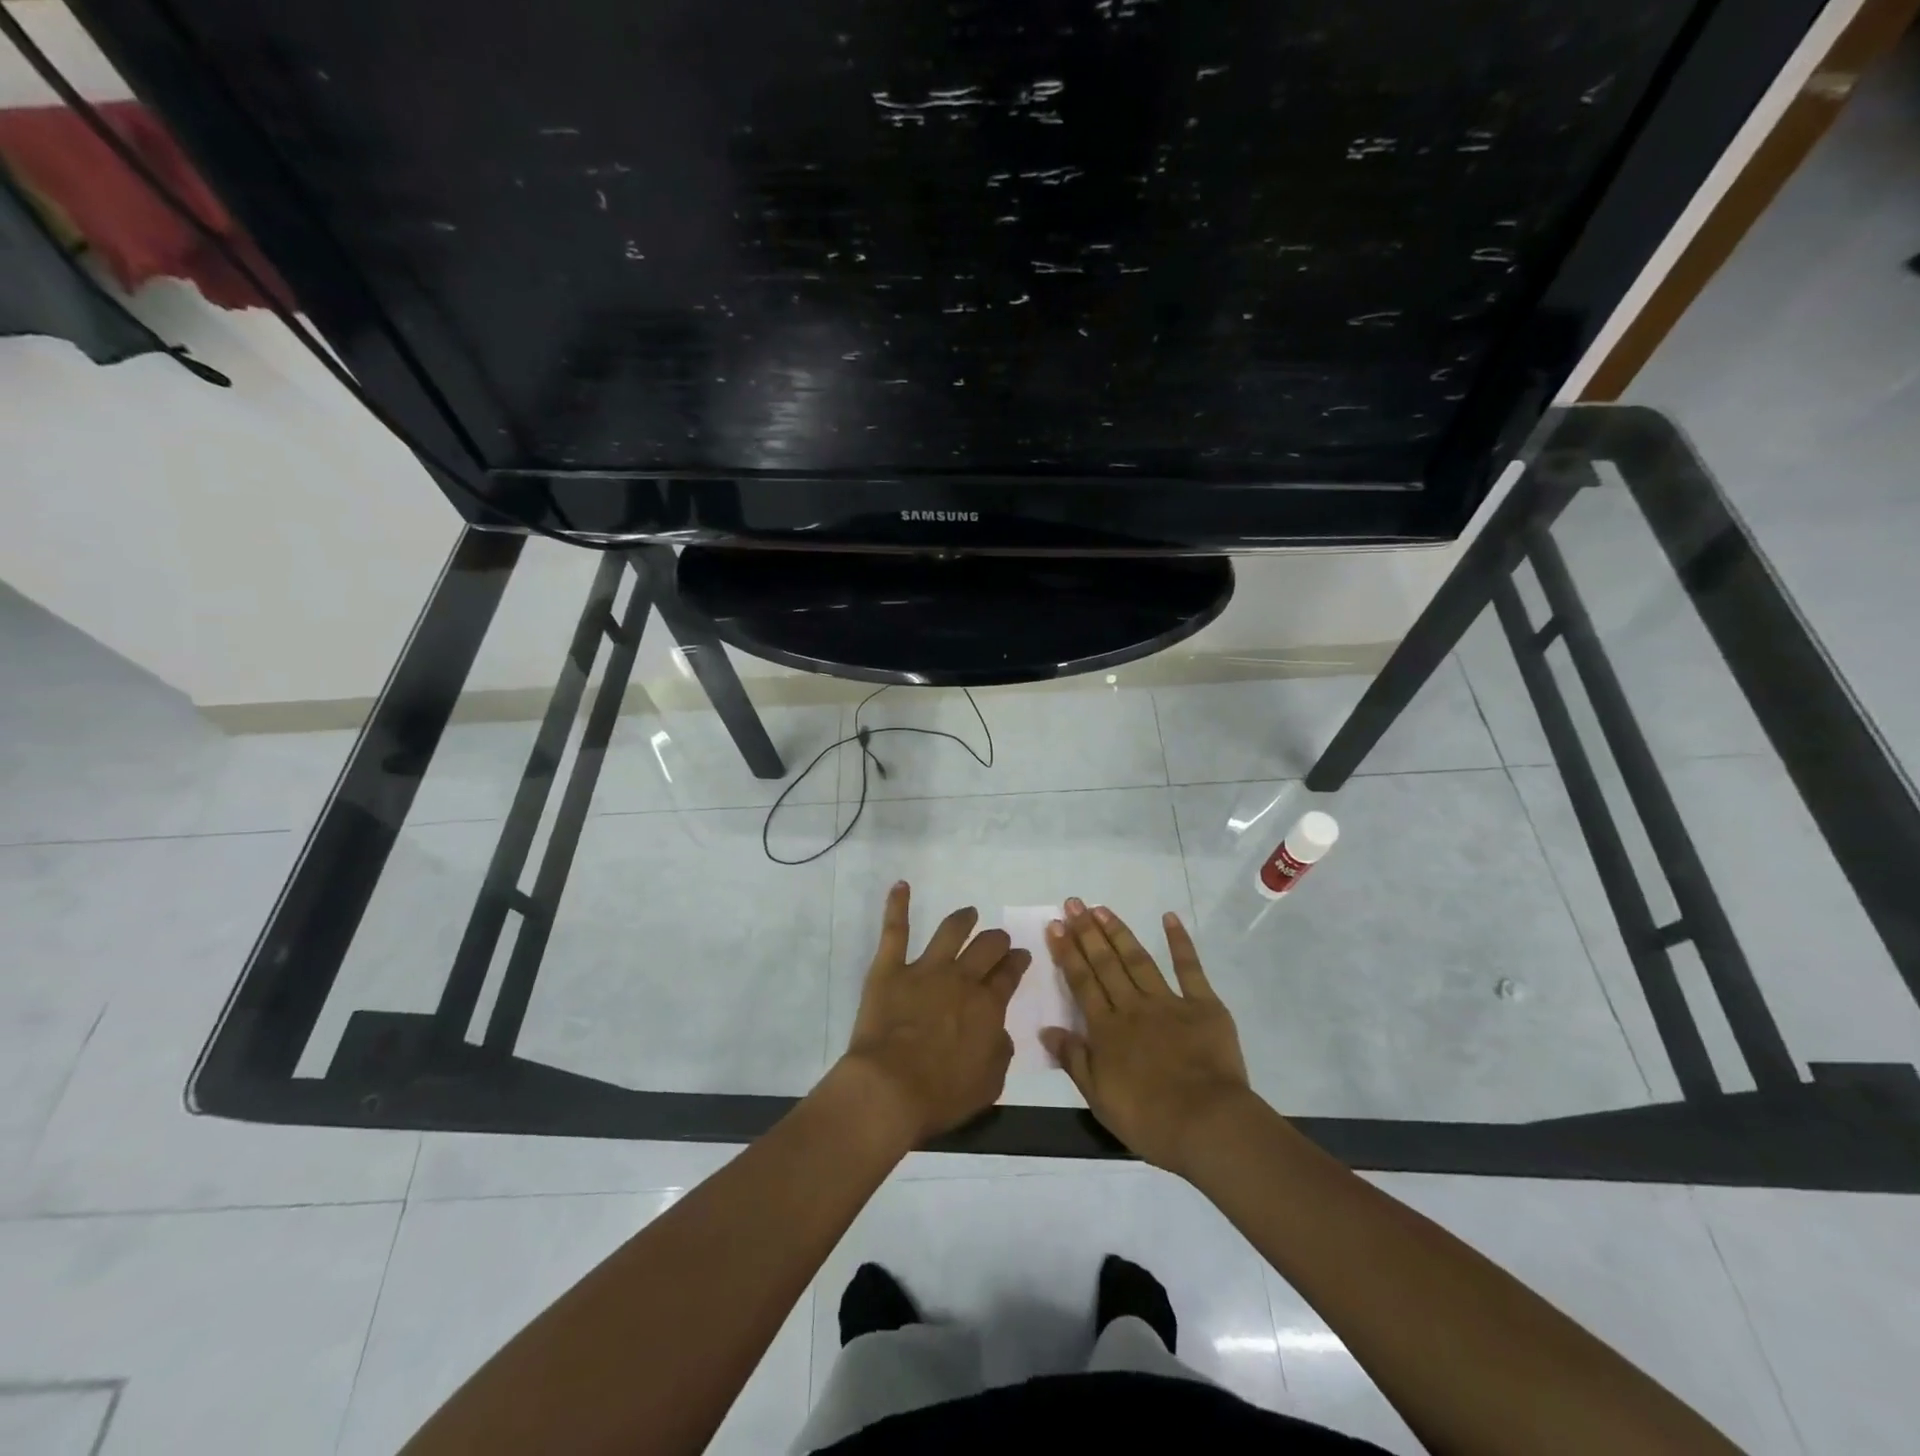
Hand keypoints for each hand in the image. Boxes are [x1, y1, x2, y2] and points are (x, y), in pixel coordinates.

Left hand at [841, 881, 1030, 1144]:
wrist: (889, 1089)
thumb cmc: (941, 1095)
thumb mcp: (989, 1083)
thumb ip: (1000, 1051)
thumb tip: (999, 1030)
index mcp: (988, 1005)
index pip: (1009, 975)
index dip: (1017, 962)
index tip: (1021, 956)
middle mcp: (961, 979)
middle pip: (986, 948)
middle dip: (997, 940)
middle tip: (999, 939)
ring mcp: (925, 969)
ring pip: (949, 932)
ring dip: (962, 919)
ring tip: (968, 913)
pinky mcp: (890, 969)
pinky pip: (895, 931)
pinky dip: (898, 905)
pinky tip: (901, 885)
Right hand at [1042, 899, 1253, 1177]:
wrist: (1207, 1124)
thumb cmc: (1149, 1119)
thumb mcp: (1099, 1098)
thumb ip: (1073, 1060)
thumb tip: (1046, 1029)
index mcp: (1106, 1029)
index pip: (1081, 982)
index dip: (1067, 952)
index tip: (1056, 924)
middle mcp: (1132, 1007)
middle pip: (1105, 963)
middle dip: (1087, 931)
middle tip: (1074, 903)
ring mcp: (1168, 1002)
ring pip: (1138, 959)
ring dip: (1118, 932)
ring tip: (1102, 908)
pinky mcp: (1203, 1005)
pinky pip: (1189, 968)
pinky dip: (1180, 942)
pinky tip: (1170, 918)